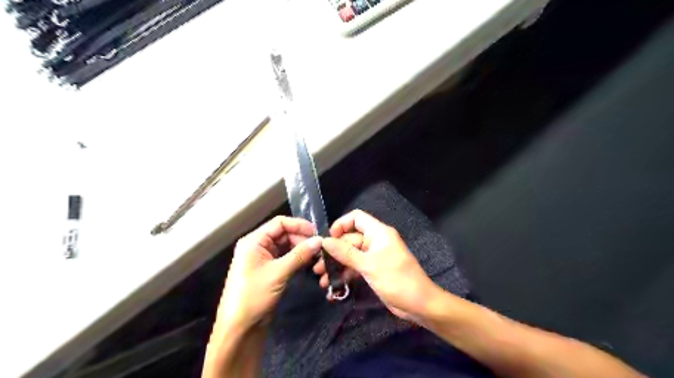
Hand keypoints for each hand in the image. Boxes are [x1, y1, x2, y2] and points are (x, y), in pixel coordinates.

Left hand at [215, 216, 322, 329]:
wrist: (240, 328)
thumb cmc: (254, 296)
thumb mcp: (278, 273)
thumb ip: (300, 255)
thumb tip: (320, 240)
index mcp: (254, 241)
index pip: (279, 223)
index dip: (299, 225)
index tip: (317, 233)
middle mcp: (258, 246)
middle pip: (284, 234)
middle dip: (302, 238)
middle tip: (319, 247)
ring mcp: (263, 258)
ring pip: (286, 246)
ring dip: (301, 249)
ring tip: (317, 255)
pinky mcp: (269, 270)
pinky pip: (285, 258)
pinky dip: (297, 258)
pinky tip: (309, 262)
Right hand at [316, 211, 443, 320]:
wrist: (419, 304)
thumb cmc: (396, 279)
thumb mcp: (369, 265)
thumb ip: (346, 253)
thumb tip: (324, 241)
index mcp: (378, 233)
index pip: (356, 218)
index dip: (341, 225)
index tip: (328, 240)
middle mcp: (375, 241)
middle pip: (350, 239)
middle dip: (333, 252)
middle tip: (318, 267)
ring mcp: (374, 257)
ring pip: (350, 255)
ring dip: (337, 266)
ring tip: (322, 280)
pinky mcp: (373, 270)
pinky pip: (355, 268)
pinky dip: (345, 275)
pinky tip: (333, 287)